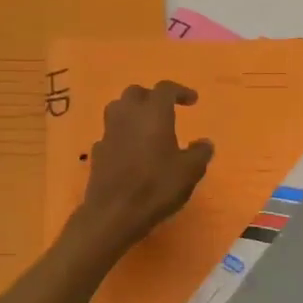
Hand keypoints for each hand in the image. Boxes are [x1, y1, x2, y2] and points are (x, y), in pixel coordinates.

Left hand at [74, 81, 213, 252]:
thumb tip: (205, 142)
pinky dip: (121, 136)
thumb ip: (200, 153)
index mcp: (153, 113)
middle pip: (136, 93)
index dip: (180, 91)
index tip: (193, 101)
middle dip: (151, 97)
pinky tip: (130, 152)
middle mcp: (128, 115)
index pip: (165, 89)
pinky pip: (110, 134)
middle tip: (165, 110)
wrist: (114, 213)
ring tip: (146, 128)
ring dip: (132, 112)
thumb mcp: (190, 171)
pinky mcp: (97, 152)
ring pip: (117, 109)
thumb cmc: (156, 186)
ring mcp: (108, 133)